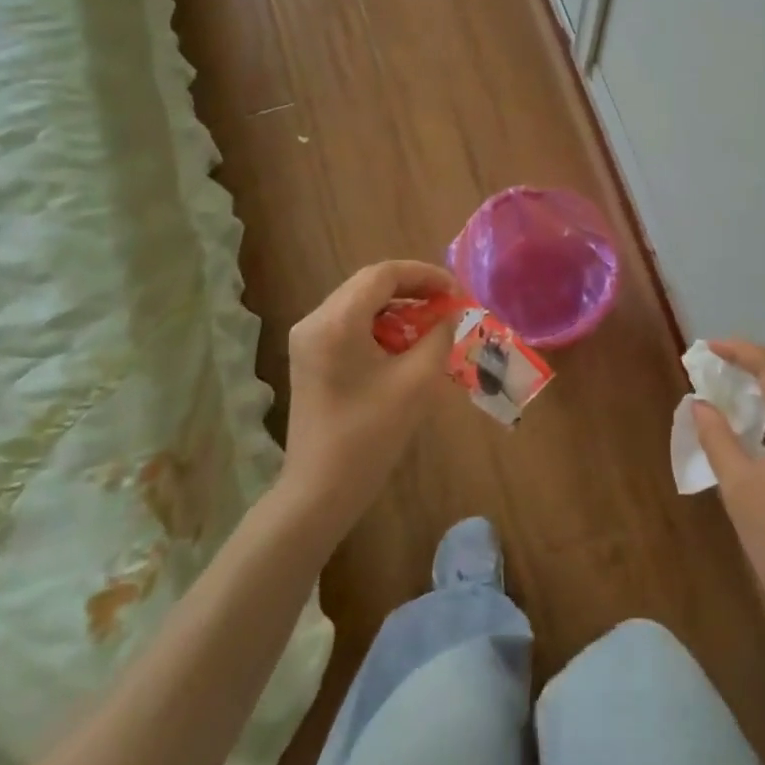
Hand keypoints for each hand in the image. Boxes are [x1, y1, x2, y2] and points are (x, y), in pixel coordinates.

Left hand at [280, 260, 460, 538]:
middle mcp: (315, 320)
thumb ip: (438, 337)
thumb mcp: (417, 381)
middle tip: (448, 304)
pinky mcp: (310, 356)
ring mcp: (308, 339)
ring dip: (398, 306)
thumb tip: (449, 315)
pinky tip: (405, 343)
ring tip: (432, 322)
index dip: (425, 275)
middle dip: (413, 288)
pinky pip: (350, 323)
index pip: (384, 274)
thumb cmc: (371, 435)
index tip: (456, 293)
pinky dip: (381, 324)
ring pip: (359, 302)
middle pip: (369, 284)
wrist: (321, 489)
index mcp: (337, 321)